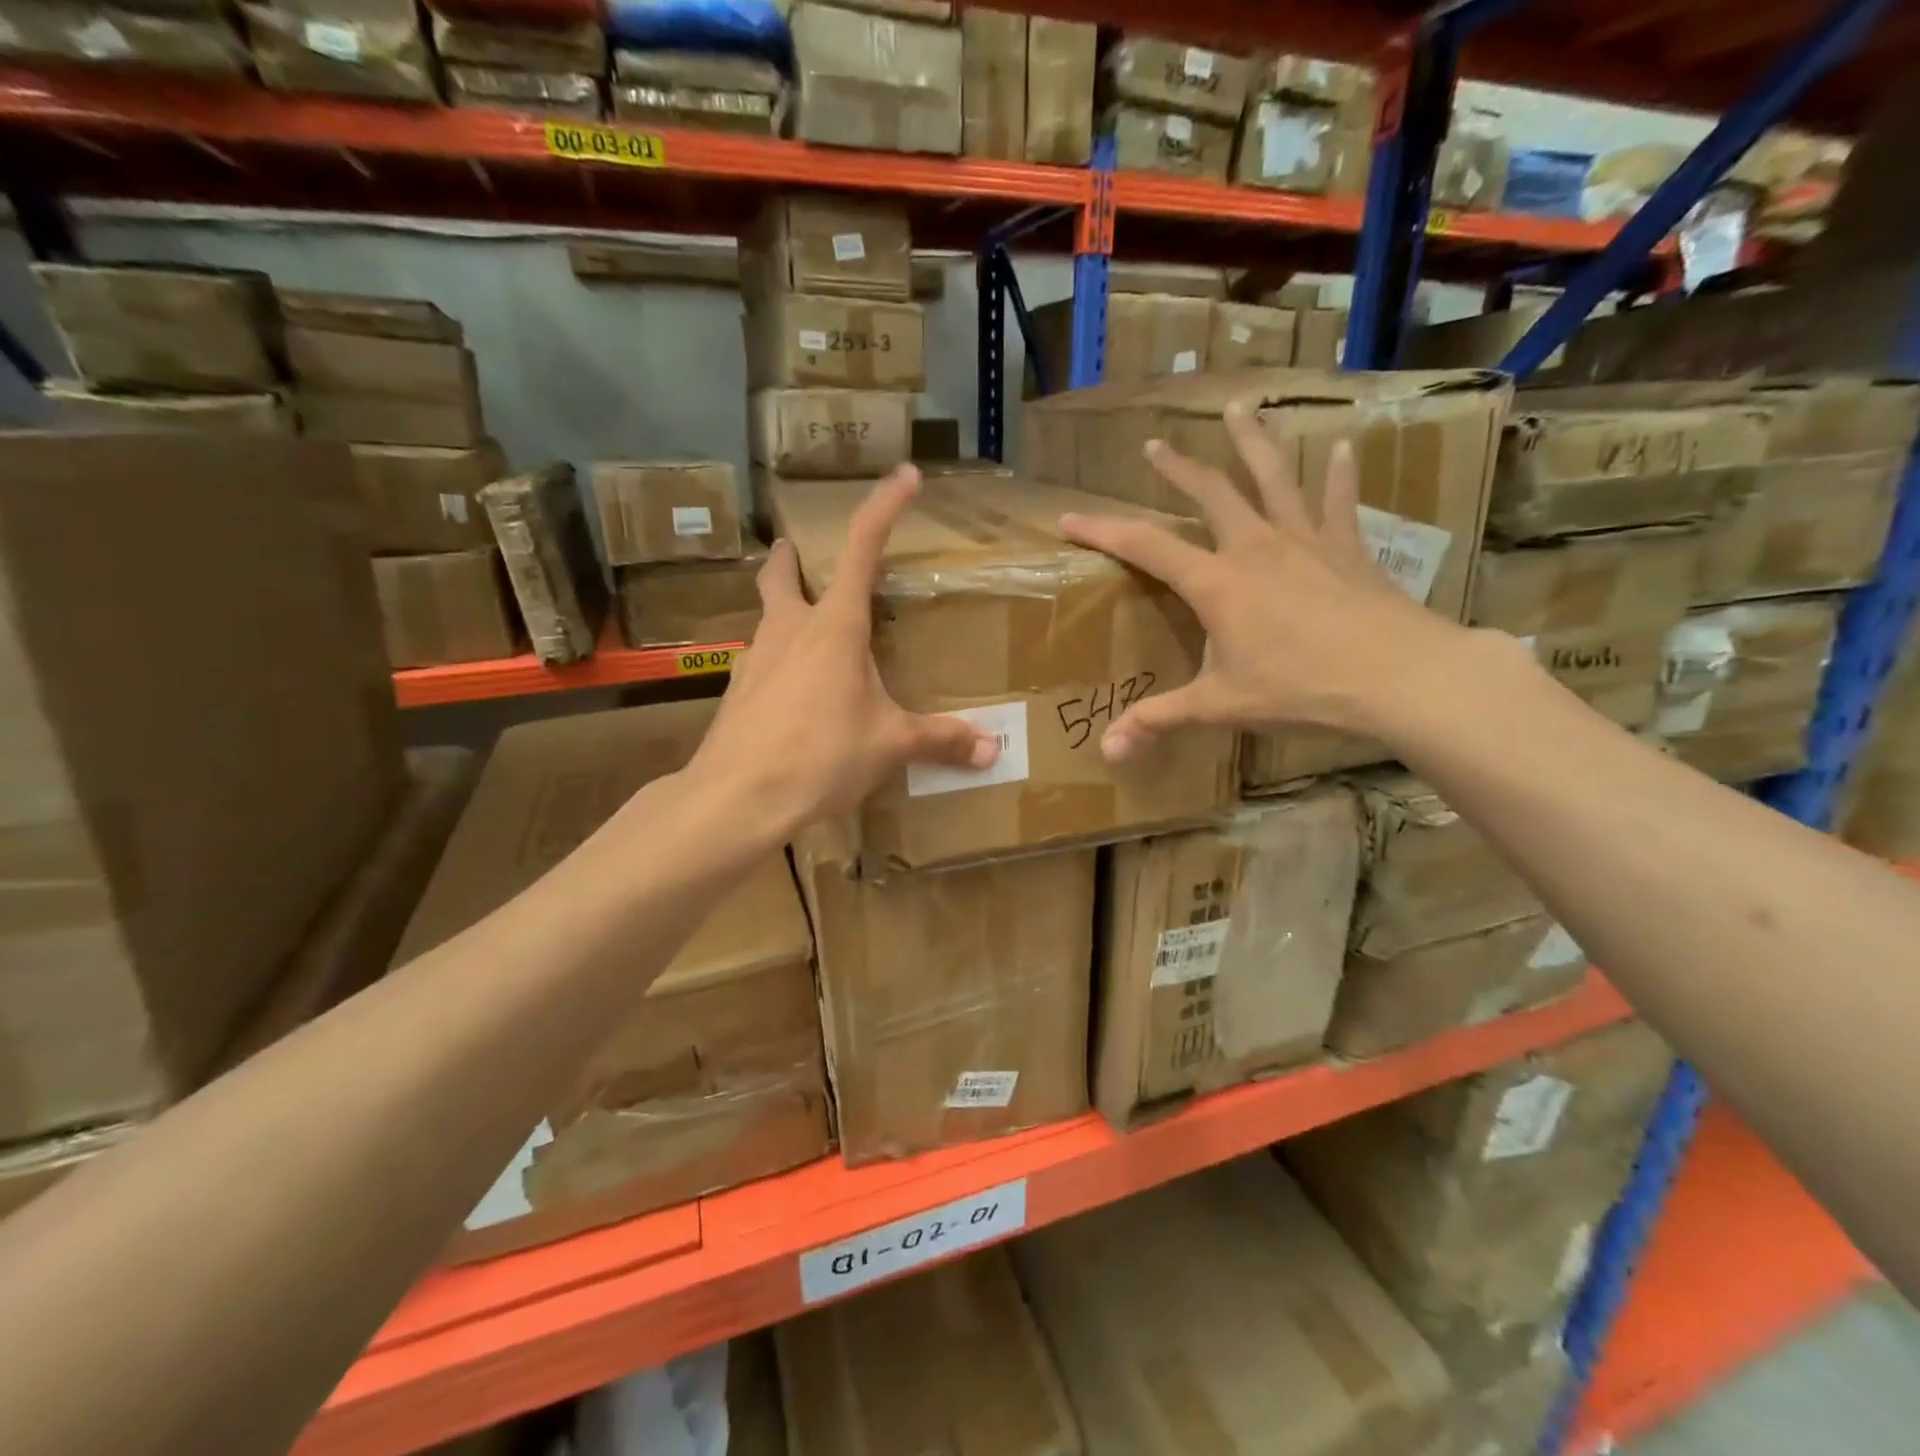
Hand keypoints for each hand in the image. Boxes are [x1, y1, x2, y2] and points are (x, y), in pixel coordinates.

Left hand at [691, 466, 998, 831]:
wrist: (738, 797)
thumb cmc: (822, 755)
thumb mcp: (890, 745)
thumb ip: (941, 740)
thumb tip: (993, 749)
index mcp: (834, 627)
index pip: (861, 548)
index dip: (883, 507)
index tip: (904, 475)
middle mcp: (788, 631)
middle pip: (780, 575)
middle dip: (790, 558)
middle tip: (797, 553)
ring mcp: (755, 661)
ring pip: (767, 620)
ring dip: (784, 614)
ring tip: (808, 636)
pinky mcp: (737, 694)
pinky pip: (761, 665)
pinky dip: (778, 665)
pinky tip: (793, 696)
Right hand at [1059, 402, 1468, 763]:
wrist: (1399, 678)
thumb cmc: (1301, 689)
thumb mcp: (1220, 707)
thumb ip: (1159, 721)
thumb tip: (1106, 753)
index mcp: (1217, 583)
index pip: (1146, 547)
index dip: (1103, 531)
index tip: (1069, 517)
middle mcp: (1256, 548)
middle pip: (1210, 493)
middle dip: (1178, 468)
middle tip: (1155, 445)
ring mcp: (1306, 542)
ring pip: (1274, 478)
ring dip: (1253, 442)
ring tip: (1240, 408)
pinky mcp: (1348, 550)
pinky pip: (1339, 503)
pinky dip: (1339, 476)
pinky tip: (1344, 448)